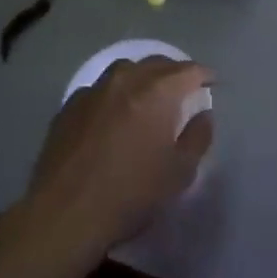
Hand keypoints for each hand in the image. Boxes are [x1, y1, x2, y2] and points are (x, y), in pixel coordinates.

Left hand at [18, 56, 213, 259]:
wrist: (65, 213)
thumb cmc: (131, 193)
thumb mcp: (179, 172)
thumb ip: (198, 137)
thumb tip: (203, 115)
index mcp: (156, 92)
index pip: (188, 71)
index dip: (203, 76)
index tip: (211, 84)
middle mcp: (125, 81)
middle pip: (156, 64)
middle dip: (173, 73)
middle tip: (183, 90)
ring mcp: (93, 91)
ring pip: (124, 70)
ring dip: (141, 77)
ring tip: (148, 97)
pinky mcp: (69, 106)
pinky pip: (99, 89)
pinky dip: (114, 94)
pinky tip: (113, 114)